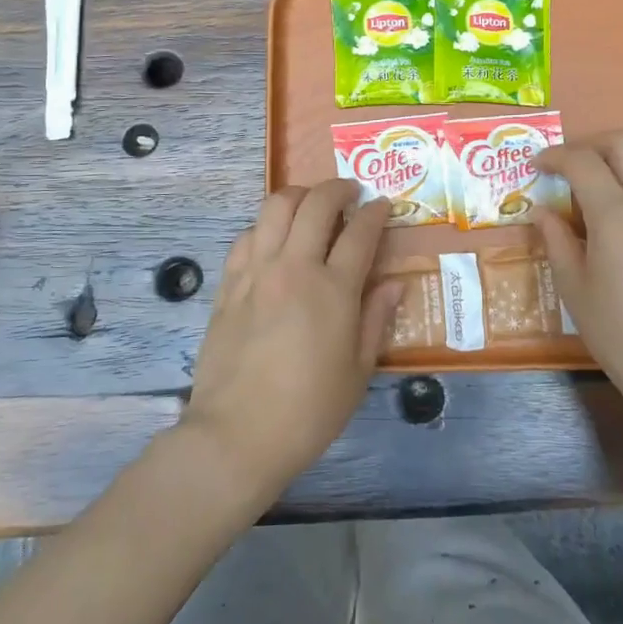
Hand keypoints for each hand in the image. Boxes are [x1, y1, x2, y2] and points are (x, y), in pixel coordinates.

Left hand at [181, 181, 399, 501]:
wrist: (237, 435)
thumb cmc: (309, 411)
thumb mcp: (358, 371)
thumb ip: (376, 319)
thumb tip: (394, 283)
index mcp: (333, 290)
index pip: (360, 232)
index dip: (375, 212)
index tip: (383, 205)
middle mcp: (294, 268)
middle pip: (316, 204)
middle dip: (338, 188)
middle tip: (350, 193)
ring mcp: (256, 272)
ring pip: (275, 208)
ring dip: (299, 195)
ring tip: (311, 203)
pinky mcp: (228, 284)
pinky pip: (246, 236)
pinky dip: (265, 225)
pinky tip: (274, 237)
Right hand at [534, 130, 622, 428]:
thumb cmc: (619, 333)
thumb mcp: (574, 288)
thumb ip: (556, 240)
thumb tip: (542, 210)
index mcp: (617, 216)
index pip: (583, 162)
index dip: (555, 156)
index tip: (537, 165)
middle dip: (592, 143)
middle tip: (570, 165)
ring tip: (602, 176)